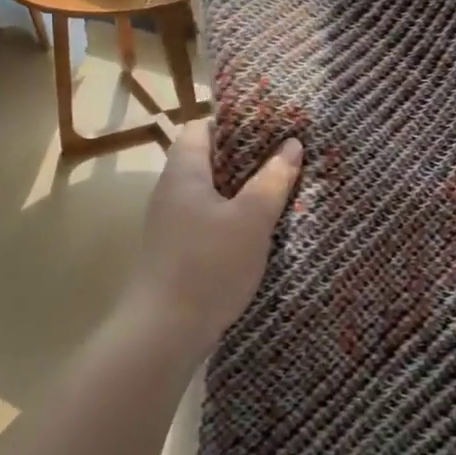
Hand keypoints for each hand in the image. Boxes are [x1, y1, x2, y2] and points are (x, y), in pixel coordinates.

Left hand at [131, 119, 301, 353]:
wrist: (164, 332)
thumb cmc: (208, 265)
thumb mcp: (251, 219)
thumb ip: (273, 180)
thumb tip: (292, 145)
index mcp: (184, 172)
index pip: (201, 127)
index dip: (233, 122)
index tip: (270, 126)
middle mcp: (172, 191)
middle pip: (207, 159)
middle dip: (245, 156)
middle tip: (284, 156)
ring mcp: (171, 222)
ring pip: (210, 191)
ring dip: (242, 189)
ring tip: (279, 188)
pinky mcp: (177, 250)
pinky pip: (208, 219)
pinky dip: (232, 216)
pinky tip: (259, 229)